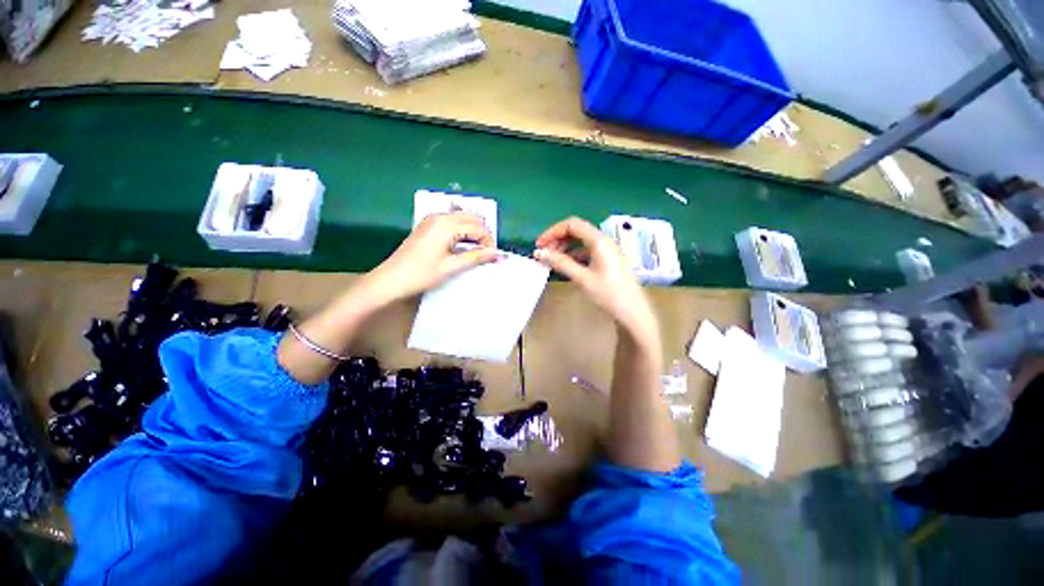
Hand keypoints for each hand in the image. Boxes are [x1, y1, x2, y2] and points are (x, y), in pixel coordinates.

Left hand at [364, 212, 497, 303]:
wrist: (391, 279)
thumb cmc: (421, 274)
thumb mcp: (451, 266)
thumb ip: (476, 257)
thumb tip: (497, 253)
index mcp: (446, 225)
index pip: (478, 227)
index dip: (488, 241)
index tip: (492, 256)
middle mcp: (440, 216)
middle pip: (471, 217)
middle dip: (482, 233)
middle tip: (485, 253)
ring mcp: (432, 219)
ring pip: (462, 218)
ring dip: (472, 231)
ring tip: (475, 251)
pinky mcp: (427, 225)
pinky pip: (451, 222)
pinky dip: (461, 231)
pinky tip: (461, 245)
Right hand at [534, 217, 658, 344]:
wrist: (632, 312)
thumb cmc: (608, 294)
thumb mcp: (582, 278)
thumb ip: (560, 263)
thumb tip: (539, 253)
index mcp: (599, 240)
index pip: (572, 224)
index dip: (553, 231)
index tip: (539, 245)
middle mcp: (603, 241)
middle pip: (576, 231)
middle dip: (557, 239)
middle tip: (544, 253)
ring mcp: (606, 251)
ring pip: (580, 241)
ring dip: (564, 247)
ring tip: (552, 260)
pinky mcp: (606, 260)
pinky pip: (586, 251)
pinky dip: (573, 255)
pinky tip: (565, 266)